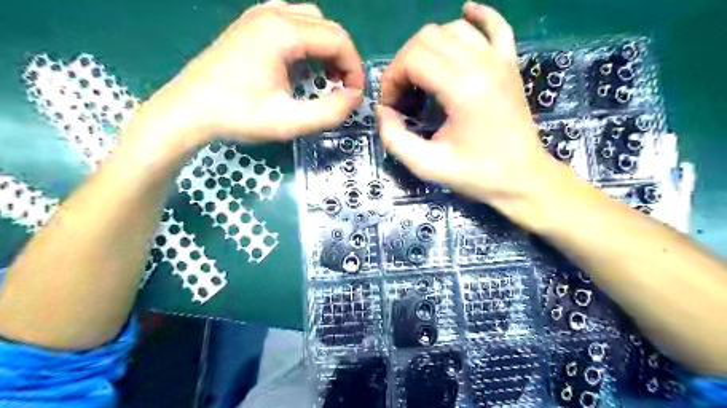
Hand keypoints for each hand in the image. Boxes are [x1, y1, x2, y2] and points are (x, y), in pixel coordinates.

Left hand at [130, 1, 363, 148]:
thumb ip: (330, 111)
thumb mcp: (290, 122)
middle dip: (343, 59)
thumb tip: (355, 97)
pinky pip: (291, 20)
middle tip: (342, 89)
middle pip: (328, 27)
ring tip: (325, 77)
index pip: (338, 39)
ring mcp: (259, 15)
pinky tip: (301, 63)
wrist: (188, 110)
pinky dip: (307, 41)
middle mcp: (273, 13)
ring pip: (311, 20)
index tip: (354, 95)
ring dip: (326, 48)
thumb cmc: (238, 116)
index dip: (354, 68)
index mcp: (283, 32)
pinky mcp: (250, 24)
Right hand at [371, 0, 557, 209]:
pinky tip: (465, 13)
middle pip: (427, 37)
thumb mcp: (426, 165)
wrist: (522, 177)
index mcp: (462, 88)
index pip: (412, 58)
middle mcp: (481, 63)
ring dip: (429, 48)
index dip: (392, 78)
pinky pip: (495, 25)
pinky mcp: (510, 63)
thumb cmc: (476, 174)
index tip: (391, 105)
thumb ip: (394, 138)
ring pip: (452, 29)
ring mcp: (499, 59)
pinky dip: (477, 16)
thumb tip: (382, 110)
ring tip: (424, 78)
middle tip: (404, 95)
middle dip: (405, 63)